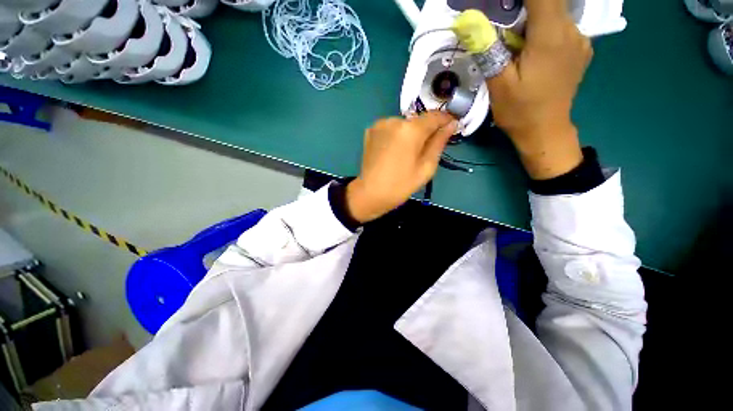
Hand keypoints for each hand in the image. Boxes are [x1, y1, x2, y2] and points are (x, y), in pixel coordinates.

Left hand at [346, 112, 457, 222]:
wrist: (370, 193)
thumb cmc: (401, 185)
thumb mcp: (426, 167)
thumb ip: (439, 142)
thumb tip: (451, 124)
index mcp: (410, 129)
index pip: (434, 116)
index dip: (445, 120)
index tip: (451, 127)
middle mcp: (394, 120)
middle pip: (417, 120)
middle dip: (425, 131)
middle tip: (425, 150)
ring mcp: (380, 124)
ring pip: (403, 124)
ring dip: (409, 134)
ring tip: (406, 153)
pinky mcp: (370, 131)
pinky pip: (390, 129)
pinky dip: (396, 136)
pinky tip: (393, 151)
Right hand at [487, 0, 591, 179]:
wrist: (546, 131)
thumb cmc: (520, 111)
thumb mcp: (498, 84)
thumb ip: (487, 50)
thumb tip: (468, 20)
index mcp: (550, 36)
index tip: (501, 5)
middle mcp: (572, 30)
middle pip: (549, 0)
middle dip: (523, 6)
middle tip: (502, 26)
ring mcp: (580, 39)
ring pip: (555, 12)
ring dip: (533, 17)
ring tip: (515, 41)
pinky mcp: (580, 49)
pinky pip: (562, 26)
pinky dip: (544, 27)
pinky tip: (531, 48)